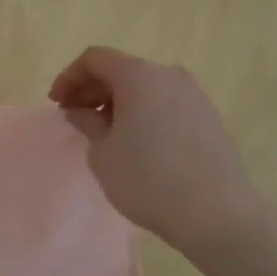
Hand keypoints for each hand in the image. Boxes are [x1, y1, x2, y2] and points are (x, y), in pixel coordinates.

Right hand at [49, 46, 261, 251]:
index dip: (69, 77)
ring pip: (145, 87)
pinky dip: (144, 112)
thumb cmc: (148, 178)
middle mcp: (168, 75)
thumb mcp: (102, 152)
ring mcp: (194, 96)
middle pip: (121, 70)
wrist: (219, 216)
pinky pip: (166, 104)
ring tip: (105, 131)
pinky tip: (137, 142)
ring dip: (119, 102)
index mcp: (138, 74)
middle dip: (93, 89)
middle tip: (75, 116)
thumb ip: (86, 122)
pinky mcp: (210, 119)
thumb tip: (80, 111)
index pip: (94, 59)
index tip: (57, 103)